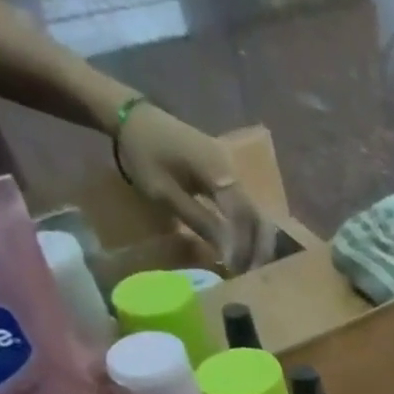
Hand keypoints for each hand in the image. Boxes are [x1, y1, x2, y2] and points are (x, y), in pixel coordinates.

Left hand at [115, 103, 281, 271]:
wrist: (135, 117)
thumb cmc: (144, 154)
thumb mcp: (165, 192)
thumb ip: (200, 221)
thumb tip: (229, 254)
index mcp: (219, 170)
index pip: (242, 216)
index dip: (242, 246)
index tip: (237, 271)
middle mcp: (234, 169)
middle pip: (257, 217)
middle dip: (258, 249)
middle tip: (252, 276)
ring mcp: (234, 171)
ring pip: (255, 214)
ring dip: (255, 242)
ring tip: (249, 267)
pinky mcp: (229, 175)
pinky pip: (246, 207)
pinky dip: (247, 230)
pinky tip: (243, 249)